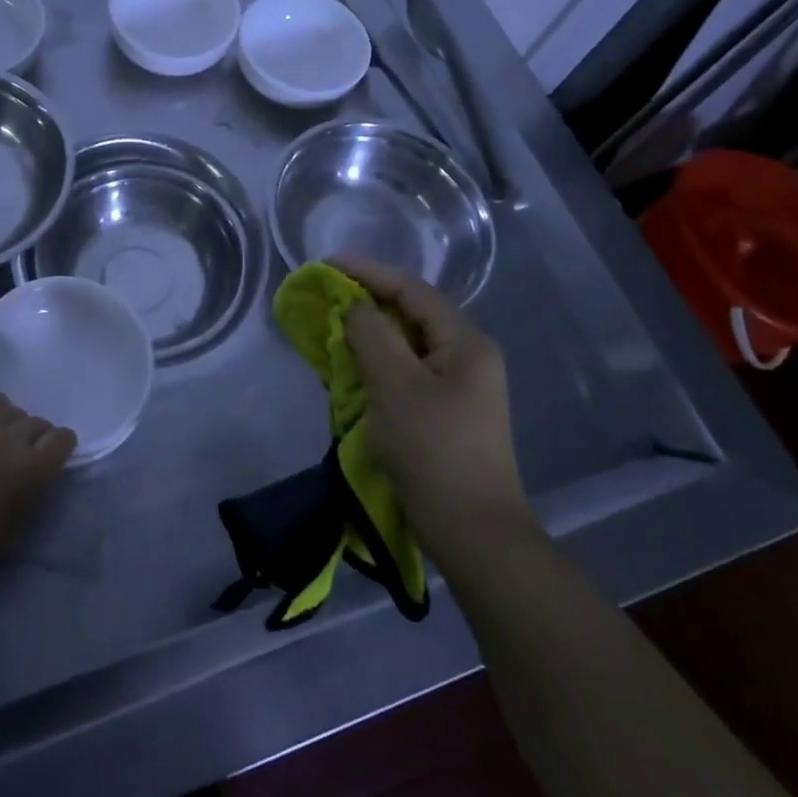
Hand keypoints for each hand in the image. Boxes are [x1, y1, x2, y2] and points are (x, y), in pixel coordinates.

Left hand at [0, 389, 75, 599]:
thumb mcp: (12, 528)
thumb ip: (33, 490)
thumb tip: (39, 469)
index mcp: (28, 470)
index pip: (62, 438)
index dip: (56, 450)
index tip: (47, 460)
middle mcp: (7, 436)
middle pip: (36, 422)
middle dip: (31, 440)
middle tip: (13, 459)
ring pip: (8, 408)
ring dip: (6, 425)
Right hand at [332, 255, 532, 539]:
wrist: (472, 531)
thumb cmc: (433, 451)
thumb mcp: (395, 385)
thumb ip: (372, 335)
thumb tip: (356, 308)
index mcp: (465, 342)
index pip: (411, 290)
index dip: (368, 272)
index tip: (326, 265)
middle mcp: (468, 356)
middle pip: (411, 313)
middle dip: (367, 302)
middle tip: (325, 297)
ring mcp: (460, 385)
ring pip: (407, 344)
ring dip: (369, 334)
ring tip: (331, 327)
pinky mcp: (446, 411)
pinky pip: (406, 371)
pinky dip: (377, 363)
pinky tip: (351, 366)